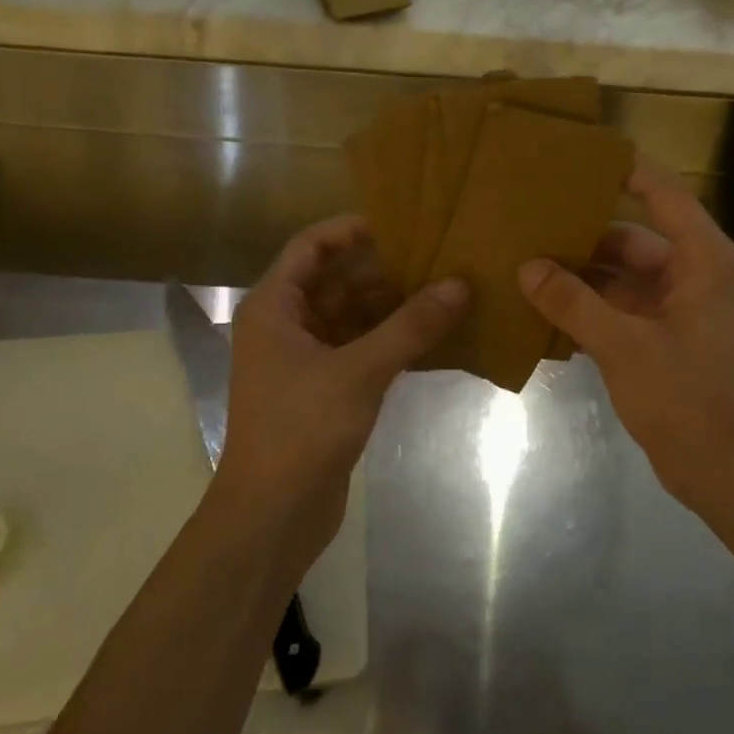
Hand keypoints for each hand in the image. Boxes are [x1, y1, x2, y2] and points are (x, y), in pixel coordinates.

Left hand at [208, 216, 467, 567]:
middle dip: (383, 271)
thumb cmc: (302, 429)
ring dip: (391, 309)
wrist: (274, 512)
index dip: (352, 229)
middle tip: (438, 259)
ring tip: (444, 293)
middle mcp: (285, 327)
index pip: (311, 246)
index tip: (403, 221)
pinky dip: (390, 344)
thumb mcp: (360, 370)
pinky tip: (432, 339)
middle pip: (336, 282)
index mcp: (273, 307)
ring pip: (351, 320)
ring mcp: (304, 362)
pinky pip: (360, 352)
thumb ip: (410, 326)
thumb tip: (459, 285)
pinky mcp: (324, 392)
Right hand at [518, 160, 733, 505]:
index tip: (578, 156)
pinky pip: (619, 311)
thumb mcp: (623, 344)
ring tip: (525, 264)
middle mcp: (692, 275)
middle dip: (583, 235)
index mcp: (701, 260)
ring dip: (580, 276)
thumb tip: (528, 267)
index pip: (663, 194)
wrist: (722, 466)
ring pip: (621, 278)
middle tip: (529, 222)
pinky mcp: (662, 341)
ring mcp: (677, 311)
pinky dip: (588, 310)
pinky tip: (543, 310)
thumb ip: (574, 302)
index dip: (625, 171)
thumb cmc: (684, 396)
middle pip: (632, 238)